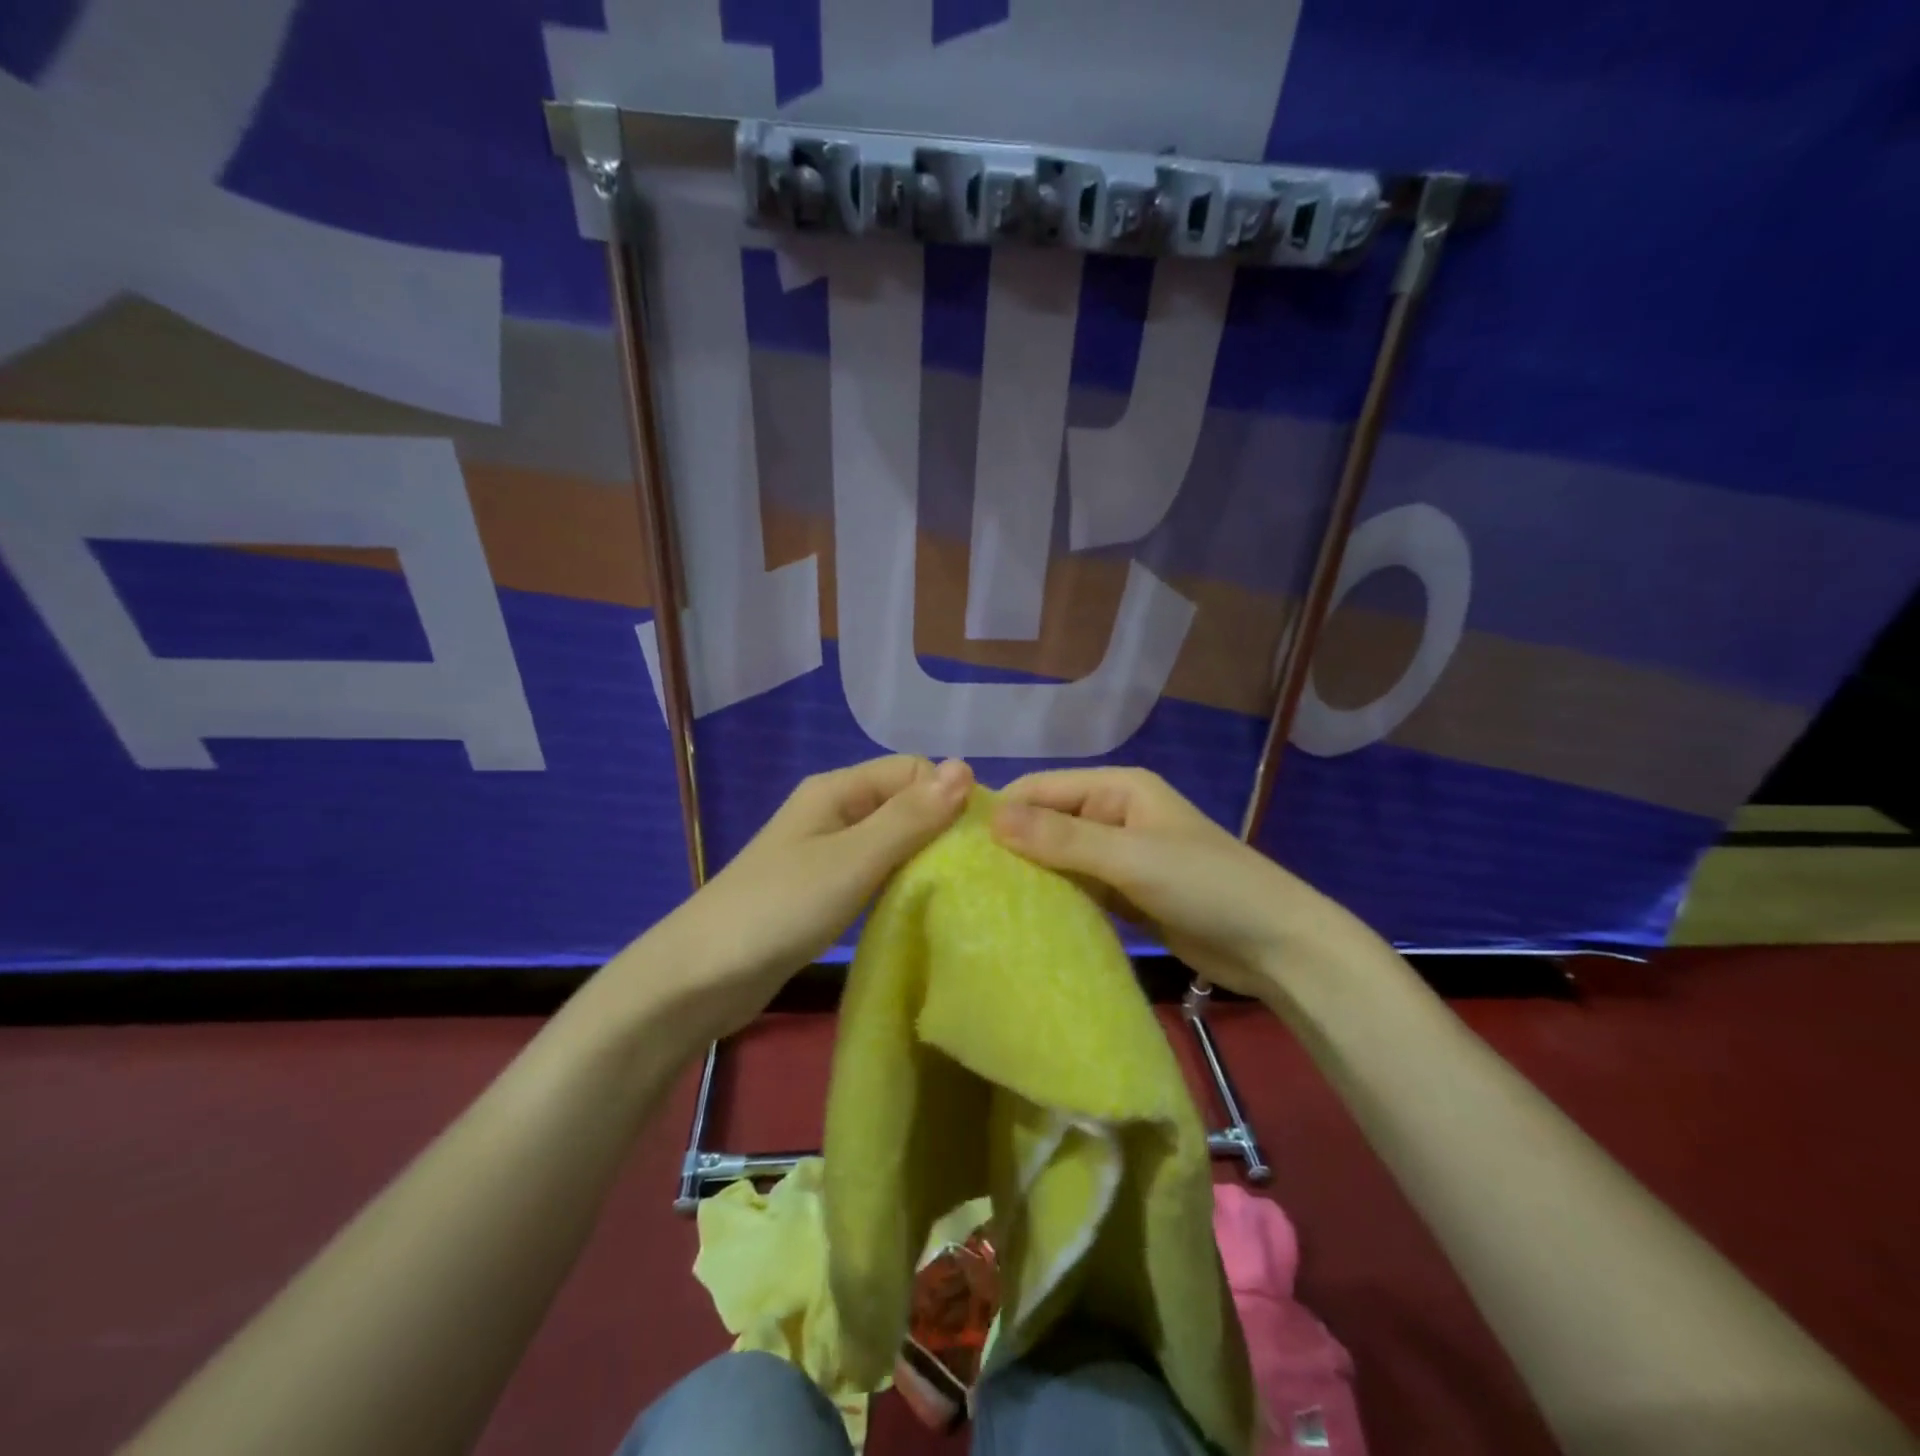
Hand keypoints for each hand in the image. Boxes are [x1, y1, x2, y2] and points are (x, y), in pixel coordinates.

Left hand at [648, 755, 973, 1034]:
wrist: (700, 978)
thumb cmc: (780, 909)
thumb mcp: (853, 860)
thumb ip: (909, 817)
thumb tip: (966, 767)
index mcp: (837, 790)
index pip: (913, 771)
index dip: (947, 798)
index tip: (976, 844)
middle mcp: (833, 811)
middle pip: (903, 804)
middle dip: (939, 830)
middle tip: (972, 875)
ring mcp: (825, 852)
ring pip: (891, 841)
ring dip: (921, 860)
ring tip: (954, 893)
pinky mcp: (822, 890)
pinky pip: (874, 873)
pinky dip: (898, 884)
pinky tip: (916, 908)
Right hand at [990, 767, 1363, 998]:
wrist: (1277, 946)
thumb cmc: (1207, 886)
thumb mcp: (1131, 858)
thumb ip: (1062, 840)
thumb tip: (991, 819)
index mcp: (1117, 788)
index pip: (1041, 789)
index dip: (1001, 813)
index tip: (956, 847)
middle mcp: (1114, 814)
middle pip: (1047, 823)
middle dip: (1012, 848)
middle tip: (963, 883)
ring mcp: (1120, 855)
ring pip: (1060, 858)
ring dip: (1031, 876)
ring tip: (983, 903)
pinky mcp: (1126, 892)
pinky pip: (1079, 888)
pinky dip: (1056, 899)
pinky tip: (1024, 920)